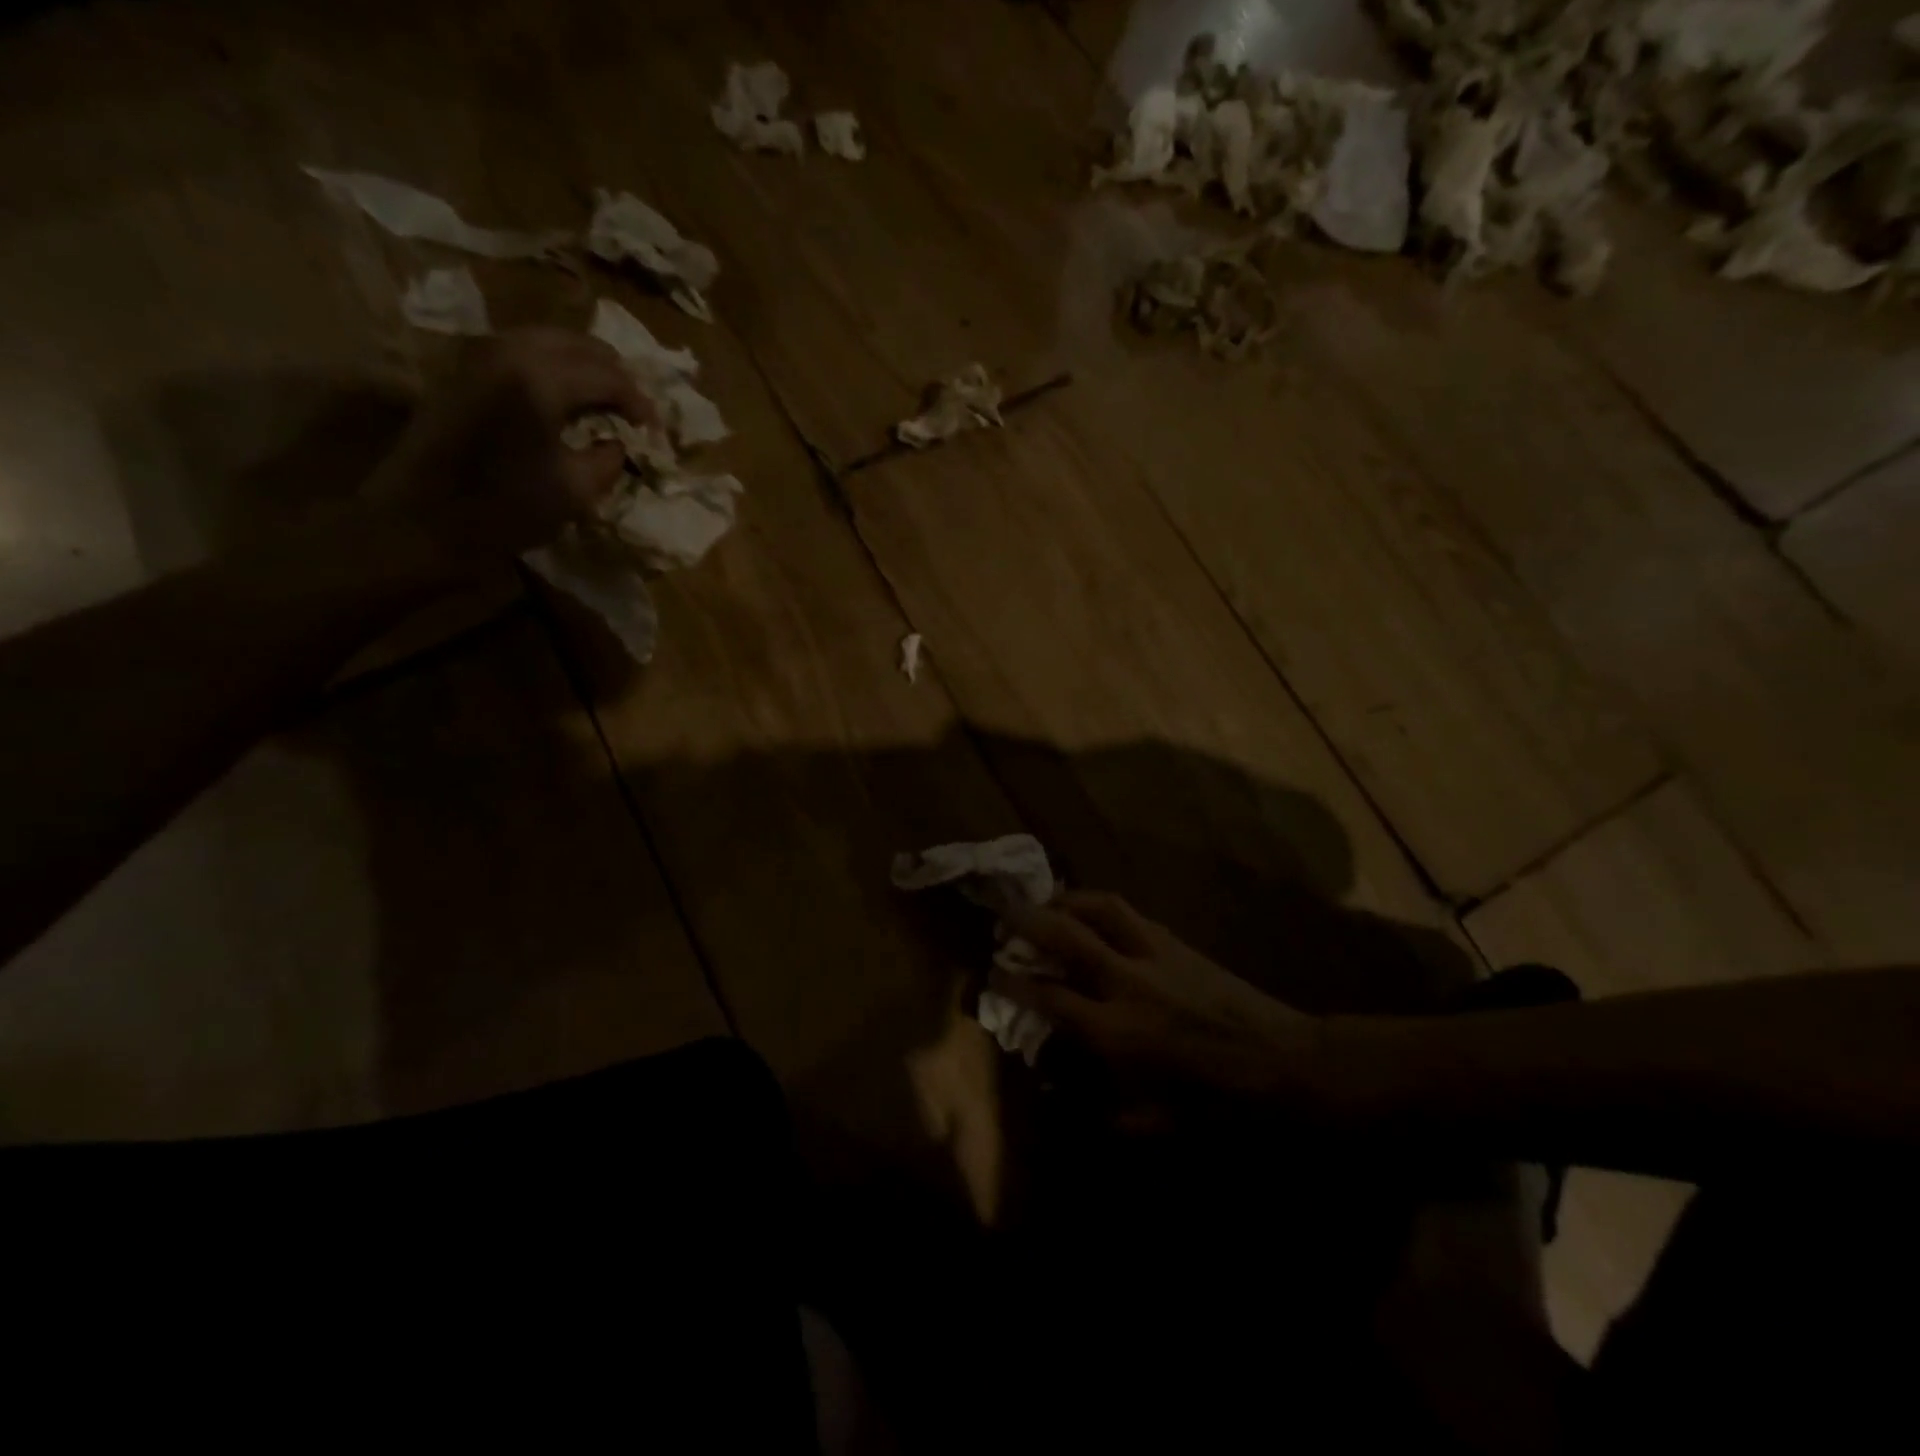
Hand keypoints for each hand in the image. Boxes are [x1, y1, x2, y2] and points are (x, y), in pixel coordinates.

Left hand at [364, 327, 649, 564]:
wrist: (420, 518)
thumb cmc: (504, 508)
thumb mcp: (575, 491)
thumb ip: (608, 459)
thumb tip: (619, 443)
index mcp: (541, 379)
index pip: (609, 376)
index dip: (640, 403)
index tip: (656, 432)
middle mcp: (510, 350)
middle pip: (580, 344)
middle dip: (615, 376)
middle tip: (634, 411)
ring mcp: (481, 354)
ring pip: (550, 341)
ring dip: (584, 367)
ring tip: (604, 402)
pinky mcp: (465, 369)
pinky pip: (523, 351)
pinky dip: (554, 368)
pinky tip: (566, 399)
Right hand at [996, 892, 1331, 1119]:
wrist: (1282, 1060)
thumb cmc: (1217, 1099)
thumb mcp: (1157, 1119)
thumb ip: (1105, 1110)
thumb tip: (1062, 1096)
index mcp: (1116, 1031)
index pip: (1049, 998)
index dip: (1012, 983)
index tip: (990, 972)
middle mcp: (1127, 982)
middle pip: (1065, 936)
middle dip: (1027, 921)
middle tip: (1004, 914)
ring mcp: (1153, 953)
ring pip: (1099, 908)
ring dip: (1066, 899)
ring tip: (1047, 900)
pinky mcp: (1175, 941)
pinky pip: (1129, 913)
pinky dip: (1101, 907)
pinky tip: (1093, 912)